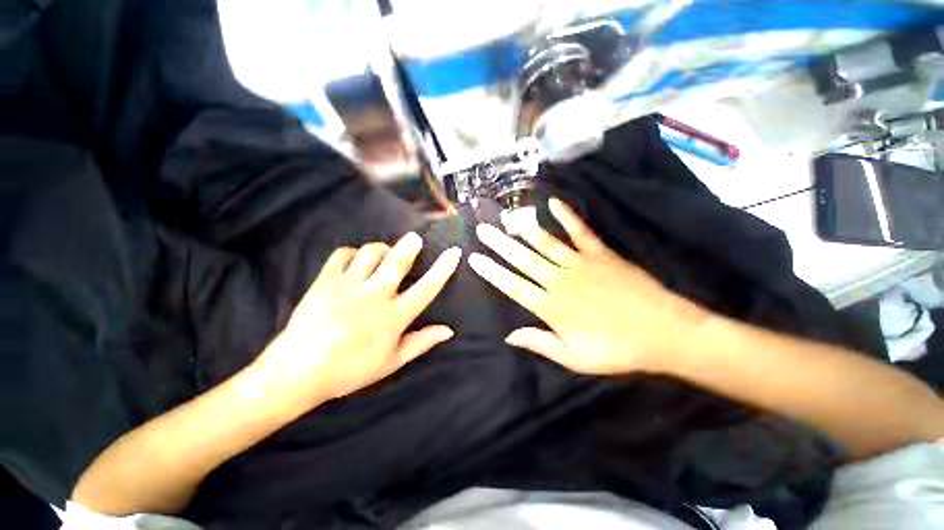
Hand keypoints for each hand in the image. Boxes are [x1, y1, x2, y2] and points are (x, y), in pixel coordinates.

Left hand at [256, 234, 461, 406]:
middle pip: (397, 261)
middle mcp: (375, 295)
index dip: (443, 268)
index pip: (427, 287)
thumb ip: (421, 342)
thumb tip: (449, 330)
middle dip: (409, 246)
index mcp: (394, 315)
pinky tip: (355, 259)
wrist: (299, 371)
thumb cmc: (350, 369)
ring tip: (384, 253)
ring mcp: (349, 285)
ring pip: (370, 253)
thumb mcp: (392, 361)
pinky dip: (351, 253)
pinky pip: (341, 255)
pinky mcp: (325, 281)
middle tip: (415, 238)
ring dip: (381, 249)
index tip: (453, 252)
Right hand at [469, 198, 707, 375]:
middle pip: (523, 259)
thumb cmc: (616, 349)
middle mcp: (559, 280)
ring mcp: (580, 263)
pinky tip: (553, 203)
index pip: (513, 286)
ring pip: (544, 242)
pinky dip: (566, 216)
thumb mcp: (574, 357)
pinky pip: (579, 231)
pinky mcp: (600, 253)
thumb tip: (509, 336)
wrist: (664, 332)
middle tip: (482, 229)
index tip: (475, 258)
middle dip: (500, 244)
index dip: (492, 272)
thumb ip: (540, 342)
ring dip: (524, 229)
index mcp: (551, 306)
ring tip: (507, 216)